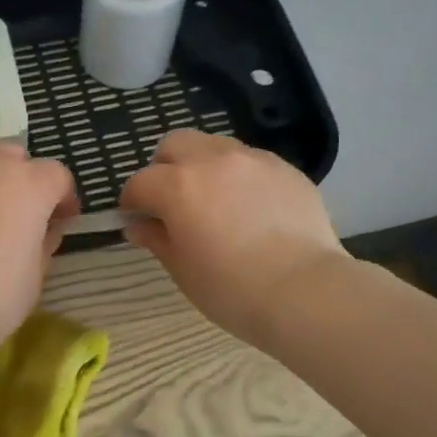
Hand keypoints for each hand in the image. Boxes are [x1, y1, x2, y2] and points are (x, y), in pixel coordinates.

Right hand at [120, 130, 345, 347]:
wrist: (304, 291)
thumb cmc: (232, 289)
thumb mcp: (182, 270)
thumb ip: (156, 239)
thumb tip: (138, 226)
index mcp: (178, 186)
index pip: (140, 183)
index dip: (132, 202)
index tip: (135, 220)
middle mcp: (213, 161)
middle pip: (175, 145)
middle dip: (164, 168)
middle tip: (171, 201)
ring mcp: (253, 160)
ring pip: (214, 146)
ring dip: (202, 166)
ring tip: (213, 201)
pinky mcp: (285, 169)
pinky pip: (250, 161)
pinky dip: (238, 176)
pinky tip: (249, 208)